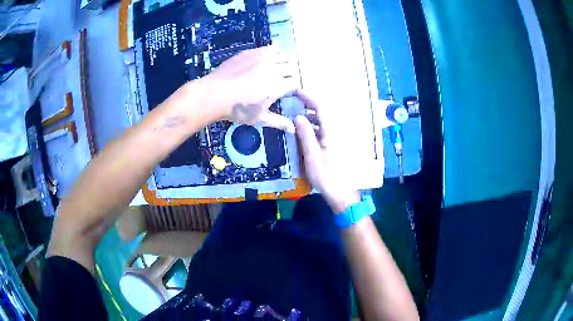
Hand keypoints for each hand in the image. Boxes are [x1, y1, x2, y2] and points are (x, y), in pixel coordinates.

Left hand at [200, 45, 297, 132]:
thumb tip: (293, 130)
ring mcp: (263, 58)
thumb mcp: (259, 118)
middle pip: (292, 68)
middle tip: (283, 80)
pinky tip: (272, 57)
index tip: (289, 92)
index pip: (295, 83)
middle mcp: (274, 69)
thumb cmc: (236, 109)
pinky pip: (271, 48)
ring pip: (285, 55)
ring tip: (280, 67)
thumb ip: (278, 122)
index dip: (294, 88)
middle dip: (290, 74)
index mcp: (277, 86)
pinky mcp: (253, 52)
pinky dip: (276, 52)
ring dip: (286, 62)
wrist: (213, 94)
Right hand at [294, 91, 360, 212]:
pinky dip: (313, 127)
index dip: (309, 97)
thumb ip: (306, 135)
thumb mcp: (312, 156)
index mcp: (331, 132)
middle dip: (308, 105)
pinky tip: (304, 134)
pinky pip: (323, 130)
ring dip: (310, 117)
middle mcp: (335, 131)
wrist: (341, 192)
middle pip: (323, 112)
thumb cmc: (326, 176)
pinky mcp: (335, 144)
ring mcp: (336, 138)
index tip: (296, 92)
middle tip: (292, 105)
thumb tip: (298, 116)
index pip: (321, 107)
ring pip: (323, 121)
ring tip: (295, 120)